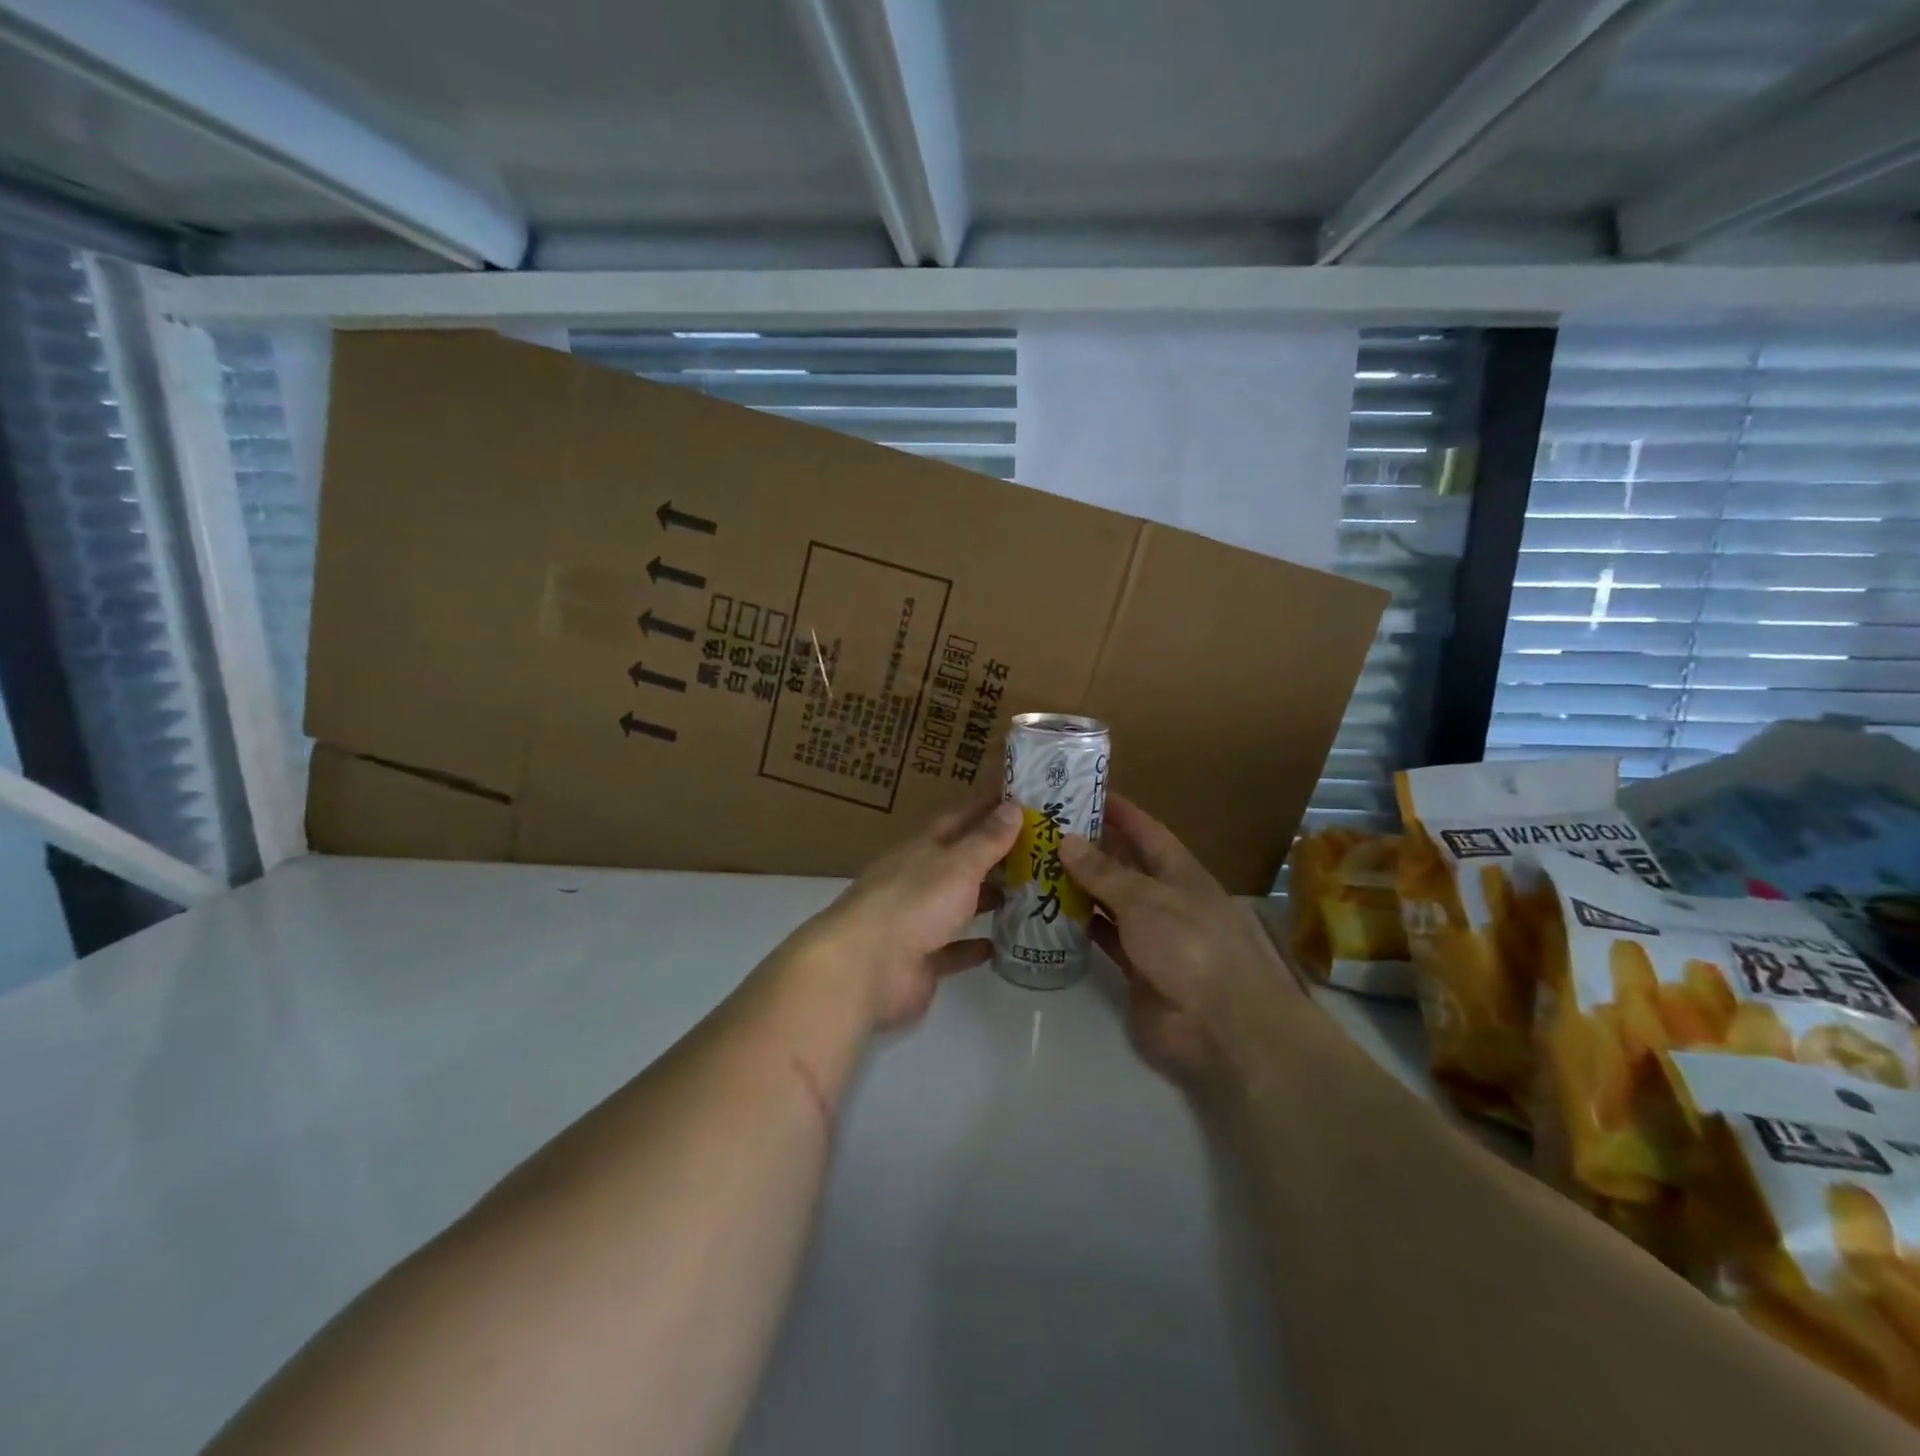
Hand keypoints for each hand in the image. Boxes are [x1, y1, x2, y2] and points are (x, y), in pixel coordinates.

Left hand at [806, 796, 1021, 1031]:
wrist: (864, 968)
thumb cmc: (913, 903)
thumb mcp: (956, 865)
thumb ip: (986, 840)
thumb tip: (1013, 805)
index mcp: (922, 848)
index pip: (959, 818)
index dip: (988, 807)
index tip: (1022, 799)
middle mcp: (918, 879)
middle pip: (960, 861)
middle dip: (995, 855)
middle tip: (1039, 850)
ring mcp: (917, 920)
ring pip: (958, 904)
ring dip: (987, 898)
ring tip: (1029, 894)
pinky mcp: (921, 960)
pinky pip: (953, 949)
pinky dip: (974, 946)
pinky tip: (1002, 945)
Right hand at [1059, 795, 1300, 1088]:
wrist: (1220, 1024)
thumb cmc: (1189, 945)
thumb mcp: (1144, 899)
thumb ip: (1103, 872)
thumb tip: (1067, 839)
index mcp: (1178, 871)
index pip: (1145, 830)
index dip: (1118, 811)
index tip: (1083, 791)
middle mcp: (1164, 897)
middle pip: (1123, 864)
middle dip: (1088, 847)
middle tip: (1043, 830)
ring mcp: (1151, 934)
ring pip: (1109, 901)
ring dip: (1079, 886)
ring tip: (1036, 866)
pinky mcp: (1136, 967)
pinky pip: (1103, 937)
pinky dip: (1080, 926)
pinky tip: (1049, 912)